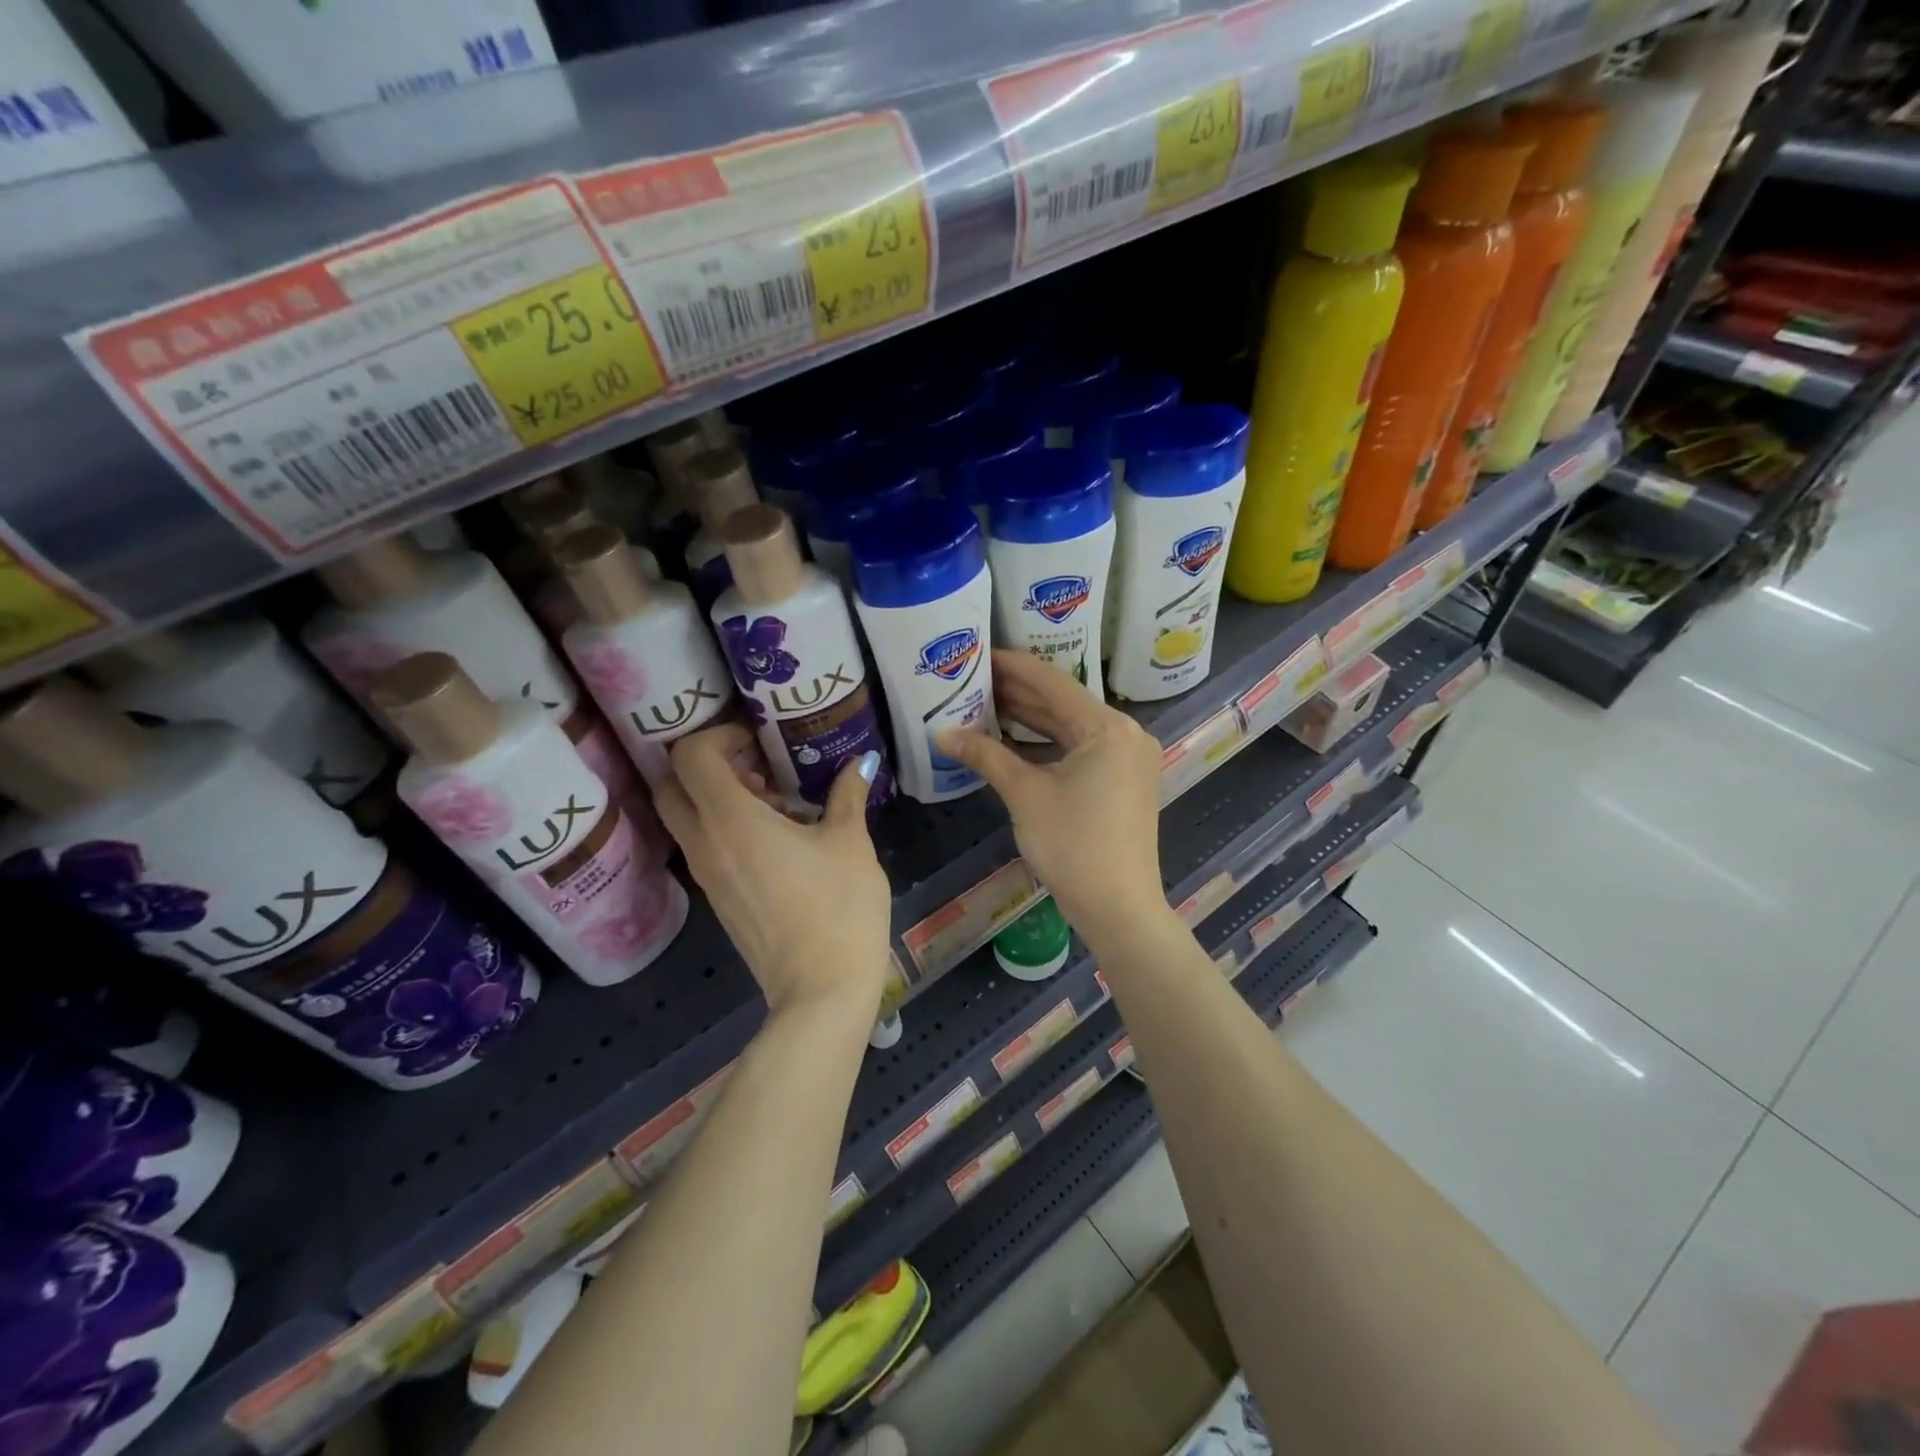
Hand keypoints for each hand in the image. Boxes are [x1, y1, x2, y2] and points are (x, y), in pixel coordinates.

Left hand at [654, 723, 891, 1022]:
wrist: (822, 988)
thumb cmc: (839, 906)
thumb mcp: (850, 842)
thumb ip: (848, 794)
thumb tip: (863, 762)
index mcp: (731, 820)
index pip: (690, 756)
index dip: (718, 735)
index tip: (758, 740)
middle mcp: (705, 843)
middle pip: (672, 785)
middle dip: (707, 765)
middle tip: (757, 766)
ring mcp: (706, 876)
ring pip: (685, 818)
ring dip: (718, 798)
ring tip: (777, 803)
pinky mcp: (717, 899)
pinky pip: (704, 846)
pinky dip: (725, 828)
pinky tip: (779, 839)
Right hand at [938, 651, 1168, 946]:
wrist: (1119, 908)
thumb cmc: (1073, 846)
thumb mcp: (1025, 795)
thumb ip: (985, 755)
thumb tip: (941, 733)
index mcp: (1108, 727)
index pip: (1053, 683)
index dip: (1013, 666)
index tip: (980, 653)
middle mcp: (1125, 733)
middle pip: (1064, 704)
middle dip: (1018, 694)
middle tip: (974, 680)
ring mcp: (1128, 758)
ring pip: (1071, 728)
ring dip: (1031, 720)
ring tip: (985, 704)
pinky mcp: (1124, 781)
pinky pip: (1081, 750)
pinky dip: (1048, 745)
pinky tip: (1012, 740)